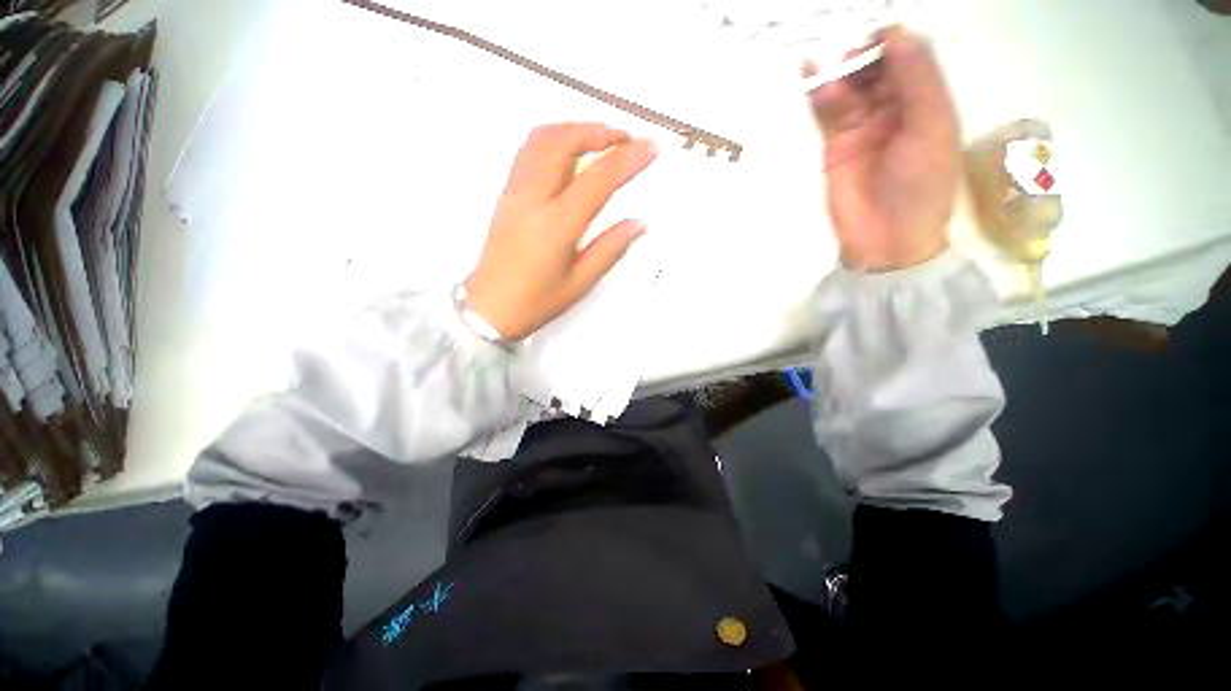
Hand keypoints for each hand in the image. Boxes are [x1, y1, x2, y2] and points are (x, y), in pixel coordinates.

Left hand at [465, 123, 657, 340]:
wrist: (489, 308)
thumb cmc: (536, 302)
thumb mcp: (580, 282)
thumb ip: (610, 248)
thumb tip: (638, 223)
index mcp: (557, 224)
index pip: (598, 178)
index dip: (628, 159)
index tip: (650, 148)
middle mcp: (533, 199)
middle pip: (565, 143)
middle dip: (600, 132)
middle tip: (626, 138)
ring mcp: (515, 192)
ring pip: (542, 139)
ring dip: (574, 129)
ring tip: (600, 136)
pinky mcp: (505, 194)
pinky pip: (528, 151)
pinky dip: (552, 138)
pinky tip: (567, 148)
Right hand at [808, 28, 959, 271]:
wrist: (886, 239)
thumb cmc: (921, 185)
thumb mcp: (931, 126)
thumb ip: (916, 79)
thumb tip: (895, 32)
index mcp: (926, 100)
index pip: (908, 58)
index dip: (892, 43)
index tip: (875, 41)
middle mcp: (894, 107)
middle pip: (876, 67)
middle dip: (862, 57)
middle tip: (849, 62)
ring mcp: (861, 126)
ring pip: (849, 87)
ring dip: (838, 73)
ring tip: (826, 73)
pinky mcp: (834, 145)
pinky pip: (826, 113)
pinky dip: (817, 94)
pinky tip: (807, 74)